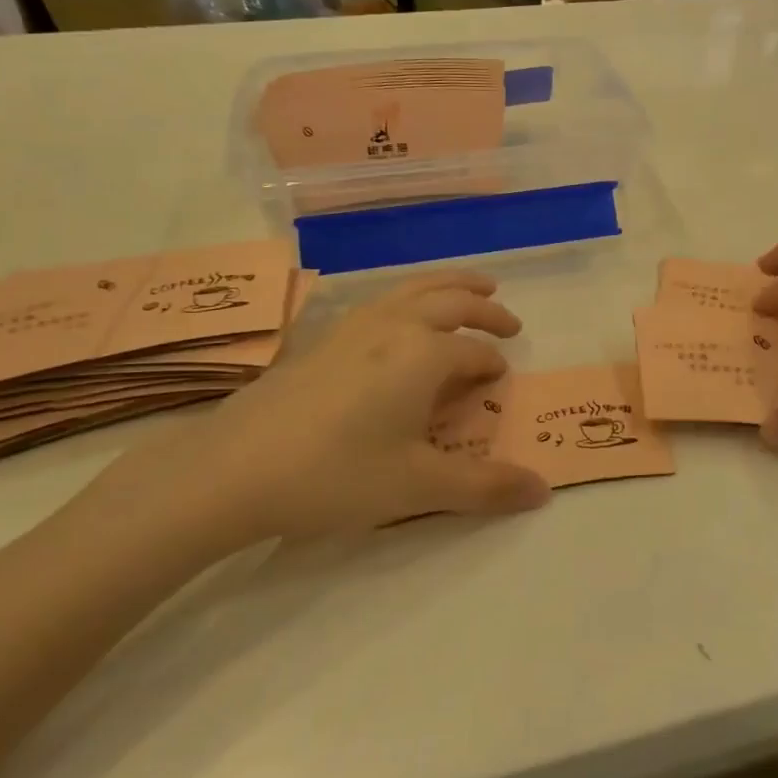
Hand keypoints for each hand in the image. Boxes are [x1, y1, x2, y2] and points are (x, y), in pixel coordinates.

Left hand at [100, 271, 548, 554]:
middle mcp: (395, 327)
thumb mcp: (418, 487)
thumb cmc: (336, 475)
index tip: (501, 383)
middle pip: (451, 301)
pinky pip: (383, 300)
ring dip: (449, 286)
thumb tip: (543, 491)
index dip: (493, 367)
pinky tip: (400, 318)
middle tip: (509, 321)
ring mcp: (354, 326)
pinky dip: (411, 296)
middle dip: (485, 309)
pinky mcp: (322, 338)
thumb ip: (485, 486)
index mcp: (425, 355)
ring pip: (413, 289)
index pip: (475, 353)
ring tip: (470, 288)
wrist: (234, 470)